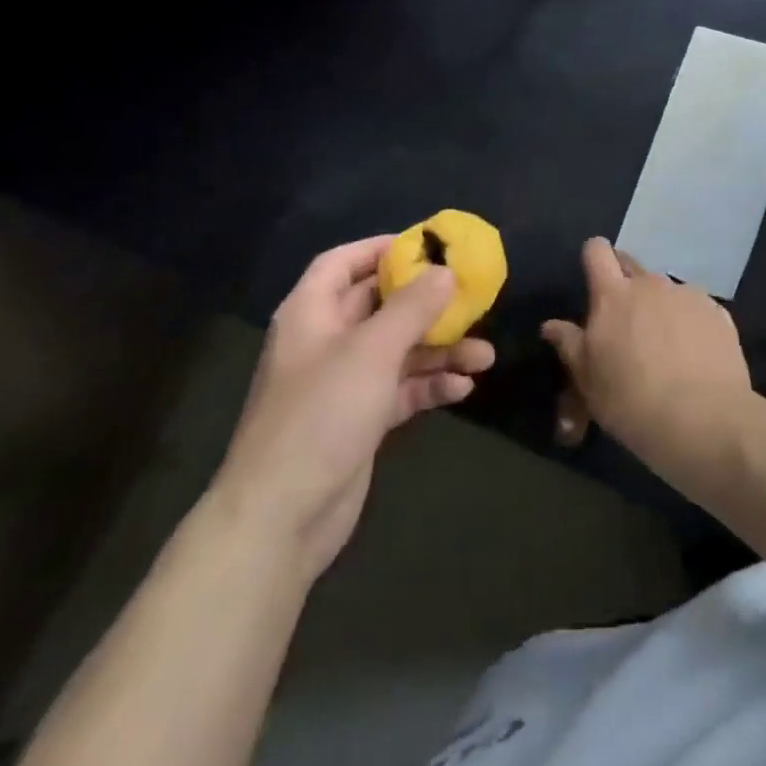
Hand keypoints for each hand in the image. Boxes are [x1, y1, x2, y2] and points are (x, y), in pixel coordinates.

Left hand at [210, 236, 494, 582]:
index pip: (343, 262)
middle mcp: (326, 341)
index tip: (428, 246)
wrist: (281, 518)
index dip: (381, 249)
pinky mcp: (359, 420)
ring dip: (440, 350)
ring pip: (398, 350)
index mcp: (312, 313)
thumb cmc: (322, 414)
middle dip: (427, 304)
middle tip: (472, 299)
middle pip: (380, 306)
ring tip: (485, 356)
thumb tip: (445, 270)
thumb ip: (413, 307)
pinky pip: (401, 389)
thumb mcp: (373, 350)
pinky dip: (429, 385)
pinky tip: (463, 389)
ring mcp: (343, 384)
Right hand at [541, 237, 751, 465]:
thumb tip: (551, 325)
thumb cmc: (631, 402)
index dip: (594, 257)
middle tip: (625, 321)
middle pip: (632, 264)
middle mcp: (651, 284)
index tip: (594, 277)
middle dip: (625, 282)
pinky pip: (696, 308)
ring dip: (659, 306)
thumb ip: (569, 345)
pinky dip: (690, 323)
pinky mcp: (718, 313)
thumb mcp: (588, 381)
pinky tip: (694, 356)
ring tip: (664, 346)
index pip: (597, 251)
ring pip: (666, 289)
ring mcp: (688, 295)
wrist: (703, 420)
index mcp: (613, 296)